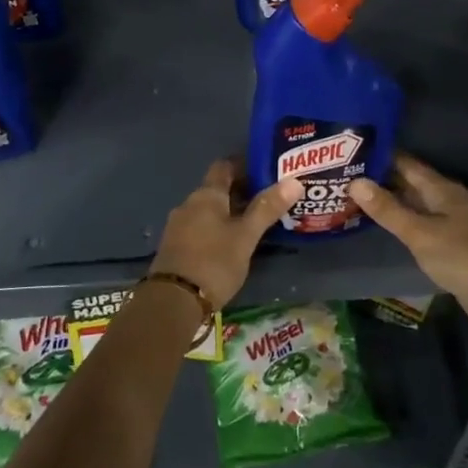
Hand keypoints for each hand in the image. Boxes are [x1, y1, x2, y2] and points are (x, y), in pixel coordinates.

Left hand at [148, 159, 301, 311]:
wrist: (172, 301)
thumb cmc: (214, 262)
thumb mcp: (246, 236)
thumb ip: (267, 208)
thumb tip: (294, 181)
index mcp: (206, 195)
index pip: (225, 166)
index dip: (244, 165)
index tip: (266, 171)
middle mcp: (189, 204)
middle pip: (216, 189)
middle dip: (240, 192)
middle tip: (268, 201)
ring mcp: (178, 226)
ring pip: (208, 211)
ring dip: (228, 213)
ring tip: (253, 224)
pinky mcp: (174, 247)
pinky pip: (199, 228)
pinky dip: (216, 229)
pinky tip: (230, 244)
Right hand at [349, 154, 467, 337]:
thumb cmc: (463, 257)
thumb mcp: (420, 233)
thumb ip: (388, 210)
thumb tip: (355, 181)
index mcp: (441, 190)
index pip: (406, 163)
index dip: (380, 156)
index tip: (349, 151)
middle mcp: (447, 201)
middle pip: (410, 183)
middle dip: (380, 180)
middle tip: (343, 176)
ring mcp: (452, 224)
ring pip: (415, 206)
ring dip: (390, 203)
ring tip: (354, 199)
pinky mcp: (453, 246)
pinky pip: (421, 227)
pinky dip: (402, 224)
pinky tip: (383, 229)